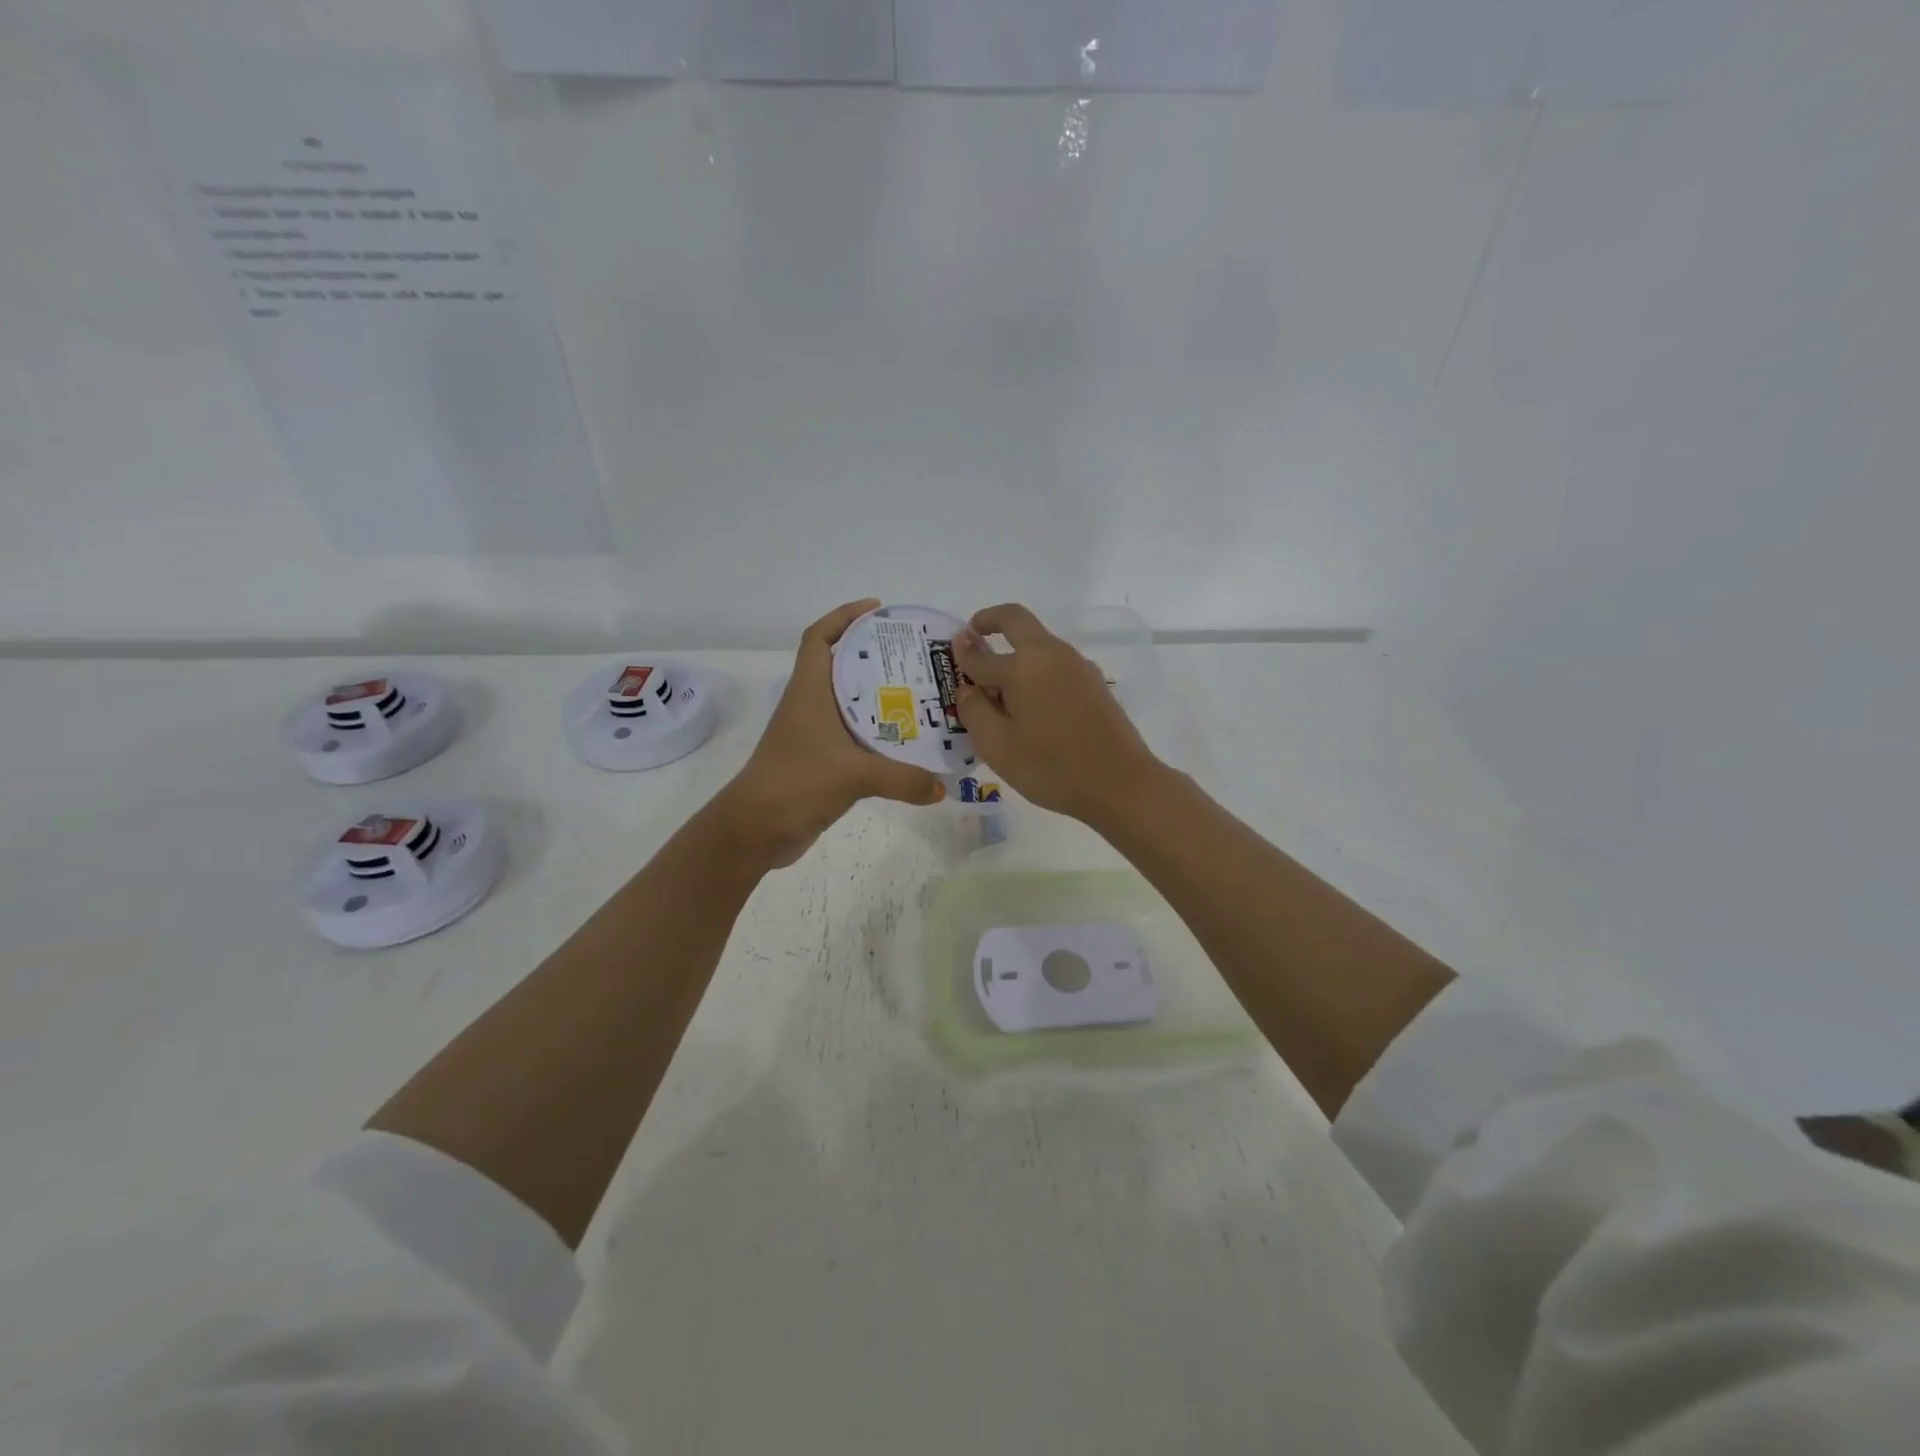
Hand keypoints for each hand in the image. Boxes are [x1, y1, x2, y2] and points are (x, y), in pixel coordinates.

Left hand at [715, 599, 945, 867]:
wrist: (756, 830)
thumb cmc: (796, 783)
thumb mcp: (854, 775)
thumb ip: (903, 778)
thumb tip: (942, 787)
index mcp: (809, 691)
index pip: (819, 638)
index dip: (843, 616)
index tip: (877, 610)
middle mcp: (810, 705)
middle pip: (841, 666)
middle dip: (875, 655)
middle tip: (916, 656)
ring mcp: (814, 734)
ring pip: (849, 702)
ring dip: (878, 694)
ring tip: (920, 692)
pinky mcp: (820, 760)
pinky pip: (854, 735)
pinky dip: (877, 731)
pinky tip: (906, 739)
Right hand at [951, 603, 1162, 824]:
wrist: (1121, 784)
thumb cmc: (1051, 768)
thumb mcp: (997, 746)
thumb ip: (974, 710)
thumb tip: (967, 686)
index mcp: (1023, 666)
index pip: (981, 655)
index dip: (961, 654)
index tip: (949, 650)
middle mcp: (1051, 654)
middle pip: (1016, 620)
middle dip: (990, 621)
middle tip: (972, 635)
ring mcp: (1077, 666)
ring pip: (1039, 644)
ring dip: (1014, 651)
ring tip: (998, 690)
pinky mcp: (1094, 683)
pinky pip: (1055, 665)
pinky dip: (1034, 670)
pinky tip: (1029, 705)